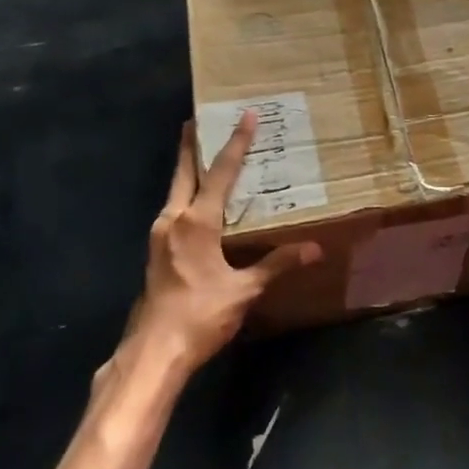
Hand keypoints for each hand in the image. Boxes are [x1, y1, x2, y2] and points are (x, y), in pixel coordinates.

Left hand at [135, 113, 319, 375]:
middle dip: (190, 145)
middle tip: (197, 120)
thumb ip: (277, 264)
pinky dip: (186, 195)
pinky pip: (173, 210)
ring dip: (187, 170)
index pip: (220, 172)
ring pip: (175, 191)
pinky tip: (196, 204)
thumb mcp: (244, 290)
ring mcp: (160, 236)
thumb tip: (314, 248)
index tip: (245, 115)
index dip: (236, 143)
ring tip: (201, 156)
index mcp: (196, 222)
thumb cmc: (200, 316)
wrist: (153, 353)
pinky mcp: (156, 252)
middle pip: (184, 172)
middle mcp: (173, 220)